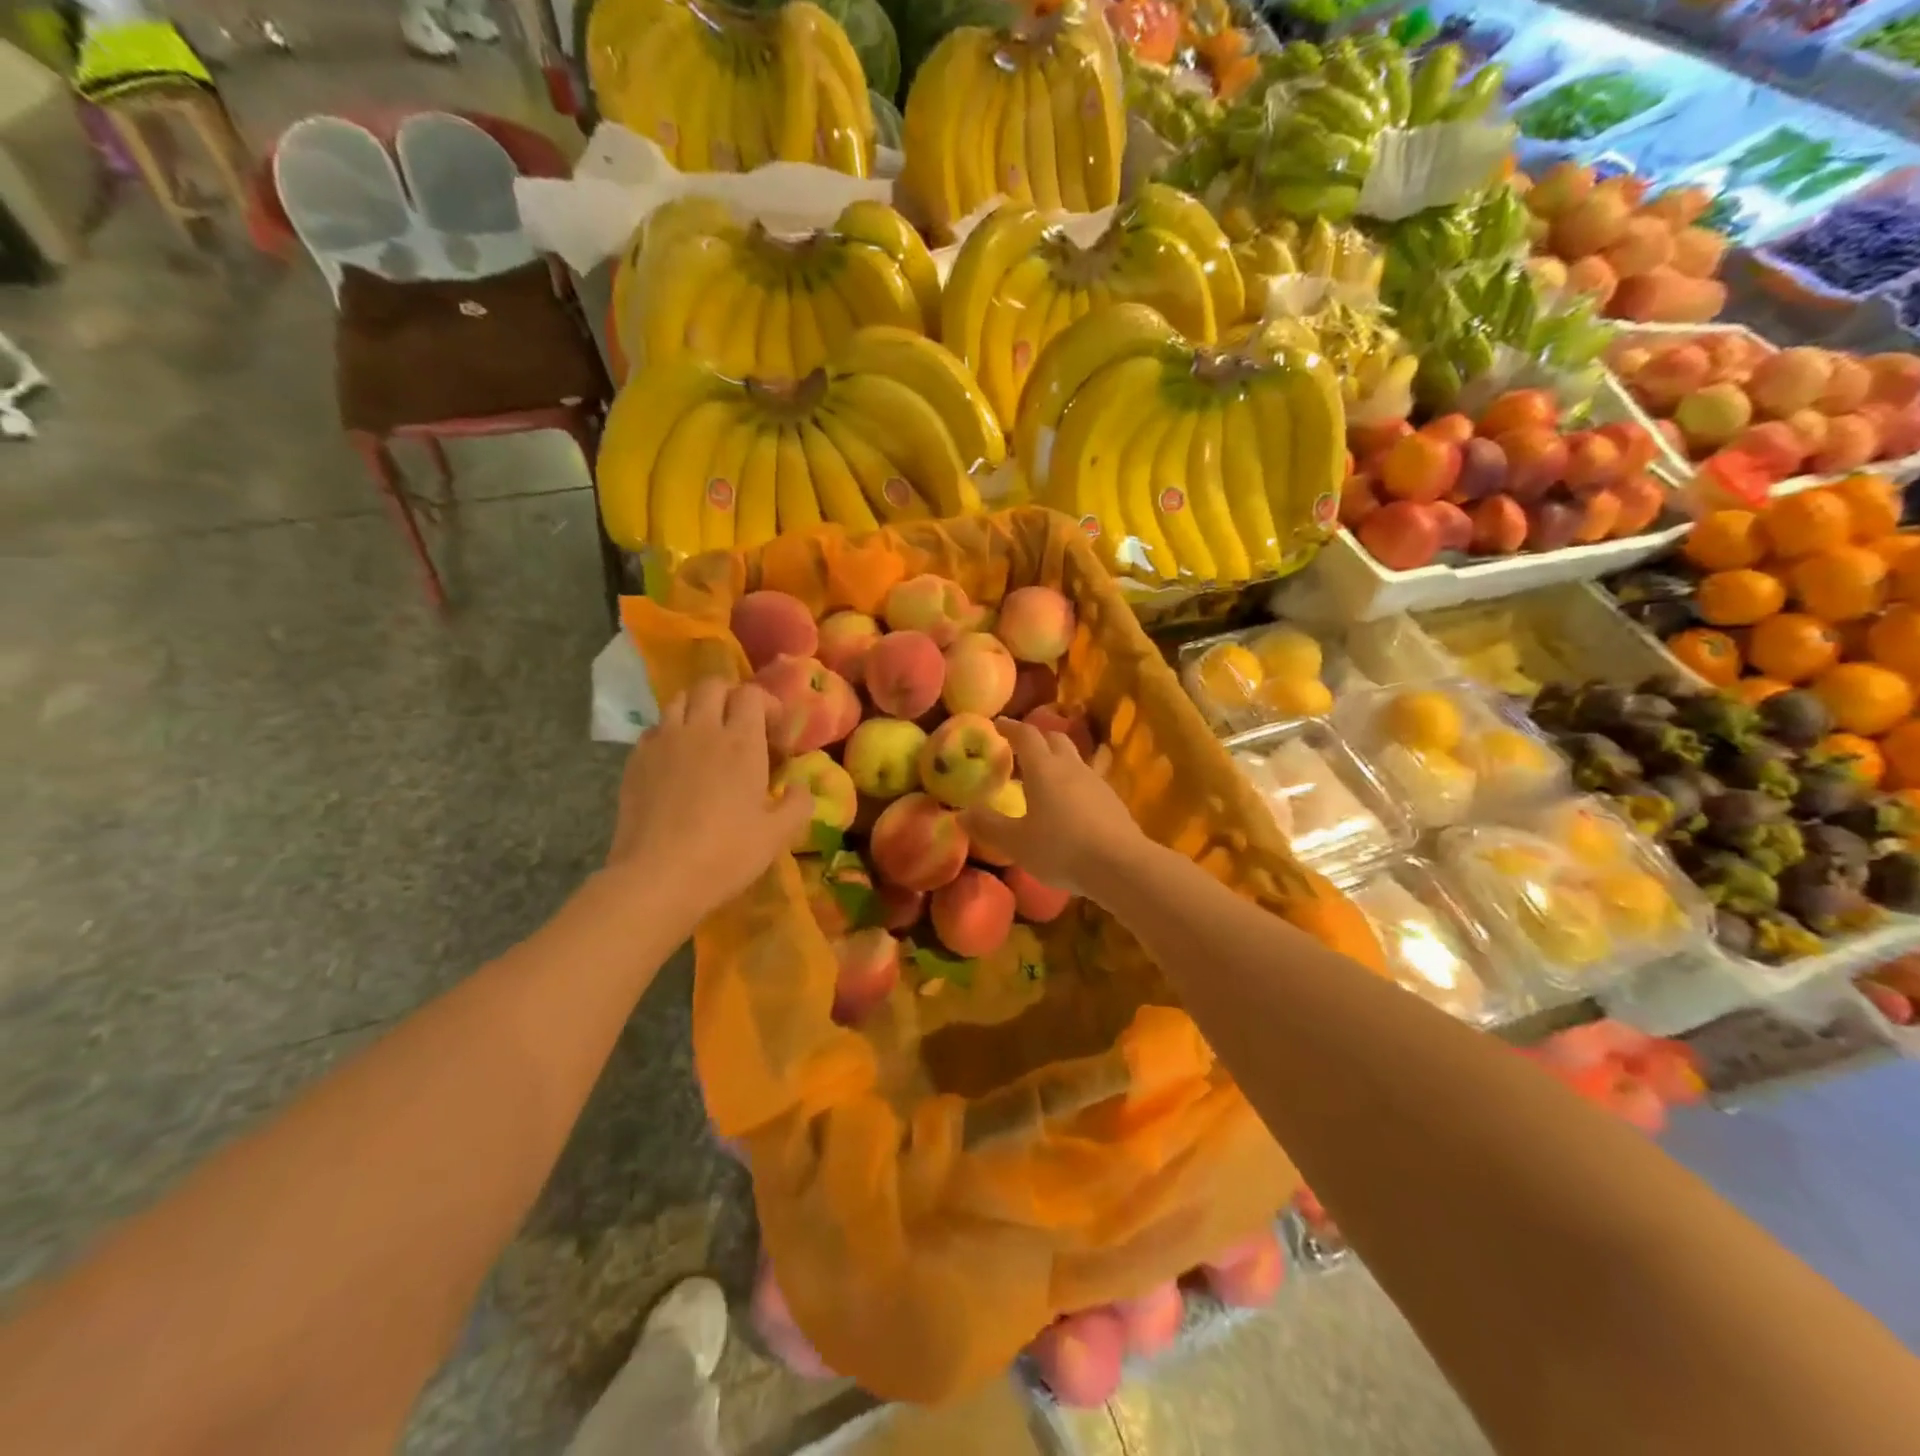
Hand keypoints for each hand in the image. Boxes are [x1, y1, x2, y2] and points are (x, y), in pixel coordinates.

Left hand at [607, 680, 813, 917]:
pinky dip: (671, 732)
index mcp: (741, 742)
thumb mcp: (778, 835)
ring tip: (707, 737)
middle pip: (713, 685)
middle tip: (741, 728)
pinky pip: (656, 728)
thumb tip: (801, 787)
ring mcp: (663, 741)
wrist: (657, 877)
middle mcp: (701, 729)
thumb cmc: (726, 853)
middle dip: (731, 697)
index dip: (767, 706)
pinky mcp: (636, 759)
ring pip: (680, 699)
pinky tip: (677, 761)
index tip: (775, 736)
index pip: (752, 695)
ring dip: (698, 708)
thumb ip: (799, 804)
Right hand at [960, 717, 1148, 899]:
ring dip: (1057, 760)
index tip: (998, 724)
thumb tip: (963, 814)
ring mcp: (1096, 782)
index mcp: (1044, 769)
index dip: (1010, 727)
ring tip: (1044, 777)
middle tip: (1020, 748)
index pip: (1026, 736)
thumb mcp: (1016, 843)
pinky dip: (1073, 783)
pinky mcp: (1113, 801)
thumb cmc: (1061, 849)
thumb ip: (989, 826)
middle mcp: (1071, 767)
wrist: (1121, 865)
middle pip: (1055, 739)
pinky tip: (1069, 805)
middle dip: (1037, 738)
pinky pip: (1088, 781)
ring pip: (1074, 759)